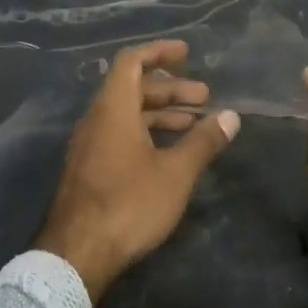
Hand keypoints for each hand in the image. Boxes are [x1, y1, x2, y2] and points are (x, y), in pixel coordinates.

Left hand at [36, 40, 240, 301]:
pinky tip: (169, 154)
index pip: (131, 62)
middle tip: (204, 98)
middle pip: (132, 89)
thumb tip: (231, 116)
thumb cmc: (129, 205)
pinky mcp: (88, 170)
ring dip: (160, 114)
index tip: (187, 53)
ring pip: (126, 116)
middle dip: (170, 89)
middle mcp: (96, 121)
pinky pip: (118, 136)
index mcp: (113, 110)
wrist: (77, 254)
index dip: (158, 52)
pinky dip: (146, 134)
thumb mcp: (175, 173)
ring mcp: (88, 147)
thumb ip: (203, 142)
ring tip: (195, 125)